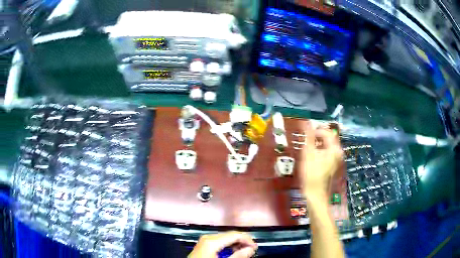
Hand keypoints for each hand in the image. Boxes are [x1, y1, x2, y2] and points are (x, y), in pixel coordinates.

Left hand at [188, 231, 257, 257]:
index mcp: (212, 240)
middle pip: (230, 235)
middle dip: (242, 241)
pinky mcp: (204, 244)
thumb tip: (251, 248)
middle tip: (251, 250)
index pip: (236, 234)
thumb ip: (238, 255)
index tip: (255, 247)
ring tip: (243, 252)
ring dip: (236, 244)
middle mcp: (208, 237)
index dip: (248, 239)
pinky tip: (232, 252)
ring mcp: (205, 240)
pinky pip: (219, 241)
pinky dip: (228, 245)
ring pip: (226, 238)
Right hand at [300, 122, 342, 198]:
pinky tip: (312, 156)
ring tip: (308, 147)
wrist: (315, 194)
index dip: (316, 130)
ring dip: (318, 143)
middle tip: (306, 138)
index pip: (326, 132)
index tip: (306, 133)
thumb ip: (309, 137)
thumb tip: (307, 123)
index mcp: (334, 148)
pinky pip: (328, 153)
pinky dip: (320, 150)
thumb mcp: (308, 154)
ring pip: (328, 146)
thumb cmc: (311, 174)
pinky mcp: (333, 165)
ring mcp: (337, 159)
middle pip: (329, 138)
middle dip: (317, 136)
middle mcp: (338, 152)